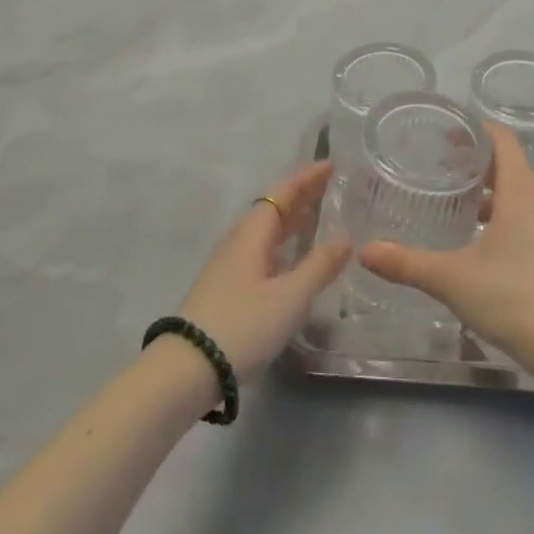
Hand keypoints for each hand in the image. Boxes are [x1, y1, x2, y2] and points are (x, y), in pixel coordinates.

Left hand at [176, 161, 351, 383]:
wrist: (186, 368)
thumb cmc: (243, 324)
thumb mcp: (290, 296)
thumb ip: (320, 265)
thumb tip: (346, 235)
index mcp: (253, 232)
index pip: (283, 192)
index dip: (307, 177)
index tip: (331, 165)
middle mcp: (239, 240)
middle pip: (273, 208)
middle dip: (301, 196)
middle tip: (329, 187)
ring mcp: (229, 264)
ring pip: (265, 231)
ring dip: (290, 220)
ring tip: (315, 219)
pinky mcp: (225, 287)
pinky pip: (260, 250)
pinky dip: (281, 244)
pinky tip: (291, 261)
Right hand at [359, 124, 533, 372]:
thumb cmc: (510, 297)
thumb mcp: (451, 278)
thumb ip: (407, 262)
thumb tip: (364, 252)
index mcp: (519, 192)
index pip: (502, 140)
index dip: (475, 129)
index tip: (445, 130)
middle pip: (507, 163)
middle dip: (474, 159)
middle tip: (437, 161)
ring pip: (514, 191)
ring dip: (485, 188)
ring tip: (450, 196)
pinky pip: (521, 215)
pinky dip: (496, 212)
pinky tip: (471, 235)